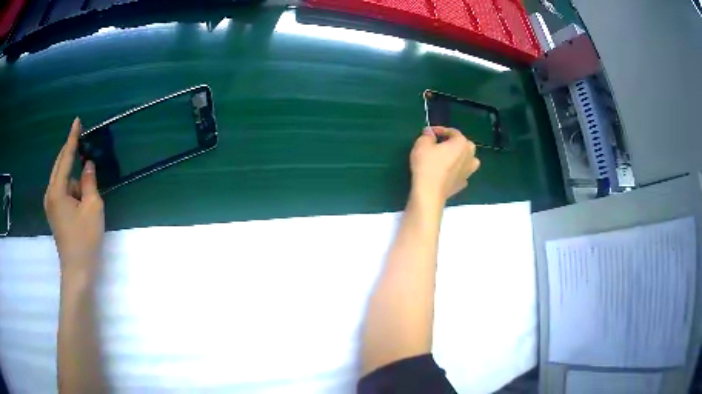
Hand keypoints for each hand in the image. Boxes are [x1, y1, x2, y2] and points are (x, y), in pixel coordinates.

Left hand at [44, 117, 104, 277]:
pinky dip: (72, 188)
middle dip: (71, 155)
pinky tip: (80, 200)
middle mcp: (50, 194)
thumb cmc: (85, 239)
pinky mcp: (54, 212)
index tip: (77, 121)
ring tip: (86, 193)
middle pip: (60, 166)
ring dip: (74, 178)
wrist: (77, 270)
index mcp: (57, 190)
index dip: (72, 139)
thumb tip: (88, 165)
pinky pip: (62, 190)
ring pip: (62, 179)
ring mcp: (51, 204)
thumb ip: (90, 182)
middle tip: (83, 143)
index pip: (65, 158)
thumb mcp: (93, 207)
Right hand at [410, 126, 480, 202]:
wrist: (429, 192)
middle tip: (441, 144)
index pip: (453, 132)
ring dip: (461, 157)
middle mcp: (469, 156)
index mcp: (461, 143)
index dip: (440, 130)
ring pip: (469, 160)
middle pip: (465, 144)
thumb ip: (427, 136)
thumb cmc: (427, 165)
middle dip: (455, 142)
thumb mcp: (422, 144)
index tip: (429, 133)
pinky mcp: (463, 184)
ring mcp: (468, 171)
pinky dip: (457, 171)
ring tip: (449, 158)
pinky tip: (448, 172)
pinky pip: (462, 173)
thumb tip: (430, 133)